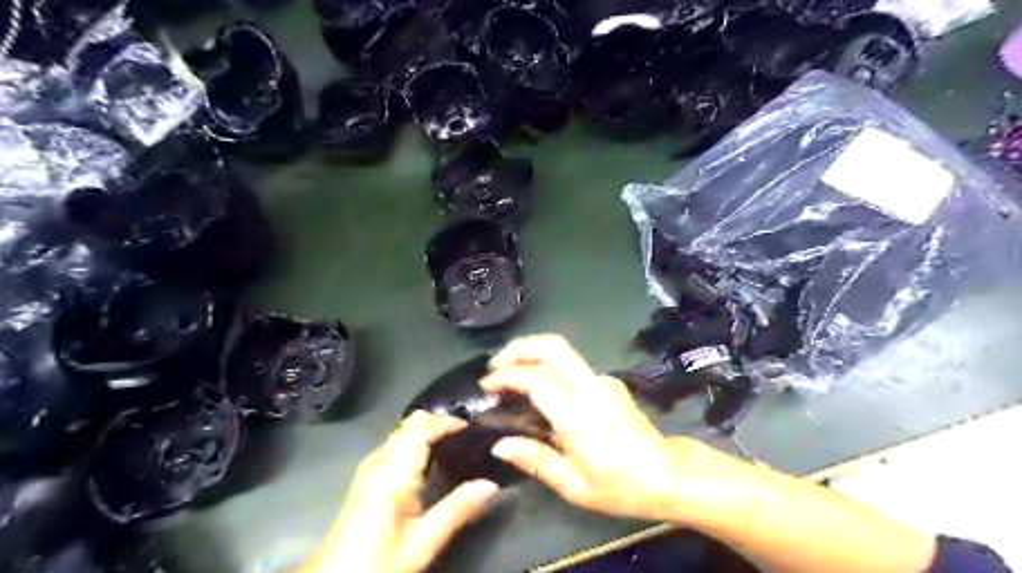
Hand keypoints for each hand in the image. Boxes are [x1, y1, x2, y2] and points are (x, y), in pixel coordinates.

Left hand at [300, 412, 499, 572]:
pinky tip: (430, 463)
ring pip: (402, 432)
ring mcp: (370, 467)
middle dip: (439, 423)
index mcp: (393, 471)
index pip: (421, 428)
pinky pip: (396, 445)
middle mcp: (380, 460)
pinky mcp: (366, 477)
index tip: (473, 428)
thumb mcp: (422, 542)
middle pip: (411, 423)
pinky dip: (416, 442)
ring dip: (428, 431)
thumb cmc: (378, 561)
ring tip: (455, 446)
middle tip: (467, 436)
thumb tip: (491, 485)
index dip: (447, 422)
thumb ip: (457, 510)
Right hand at [476, 334, 703, 521]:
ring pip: (562, 351)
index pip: (536, 378)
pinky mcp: (609, 382)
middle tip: (496, 365)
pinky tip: (541, 392)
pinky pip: (572, 367)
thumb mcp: (574, 485)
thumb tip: (499, 444)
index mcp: (578, 413)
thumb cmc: (621, 486)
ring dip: (533, 355)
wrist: (670, 475)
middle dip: (519, 347)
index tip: (487, 385)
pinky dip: (549, 368)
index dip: (507, 376)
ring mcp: (602, 380)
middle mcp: (590, 386)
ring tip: (511, 376)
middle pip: (552, 346)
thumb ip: (535, 459)